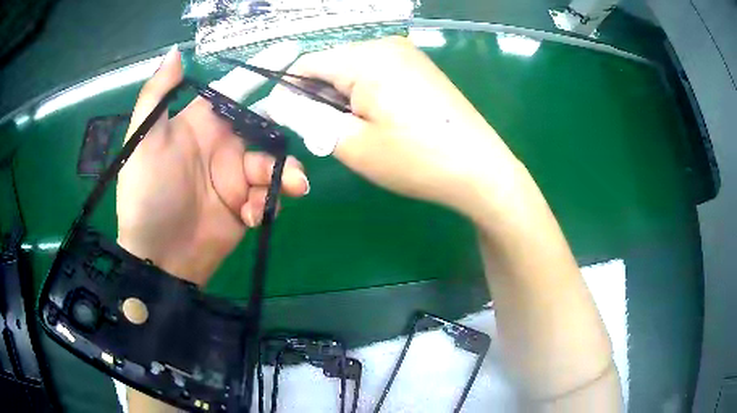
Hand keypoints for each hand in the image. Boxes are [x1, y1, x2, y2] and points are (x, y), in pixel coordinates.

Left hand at [116, 45, 308, 285]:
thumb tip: (176, 51)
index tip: (294, 52)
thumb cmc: (147, 194)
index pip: (237, 89)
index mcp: (202, 123)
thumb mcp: (143, 141)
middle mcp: (223, 145)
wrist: (158, 258)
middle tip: (310, 127)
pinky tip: (252, 215)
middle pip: (266, 125)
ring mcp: (236, 177)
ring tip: (292, 187)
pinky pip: (270, 196)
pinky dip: (268, 203)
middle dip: (287, 127)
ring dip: (285, 174)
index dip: (262, 70)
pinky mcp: (246, 206)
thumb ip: (157, 95)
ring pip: (275, 163)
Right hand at [261, 36, 522, 217]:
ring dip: (343, 99)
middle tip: (330, 135)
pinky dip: (365, 95)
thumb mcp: (351, 143)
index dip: (289, 92)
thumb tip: (277, 101)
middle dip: (319, 97)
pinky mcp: (419, 68)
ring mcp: (407, 54)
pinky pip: (376, 74)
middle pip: (330, 65)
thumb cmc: (415, 159)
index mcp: (365, 56)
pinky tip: (381, 120)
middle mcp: (385, 44)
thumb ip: (306, 116)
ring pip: (352, 70)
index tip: (286, 122)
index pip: (305, 64)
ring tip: (360, 132)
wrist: (480, 170)